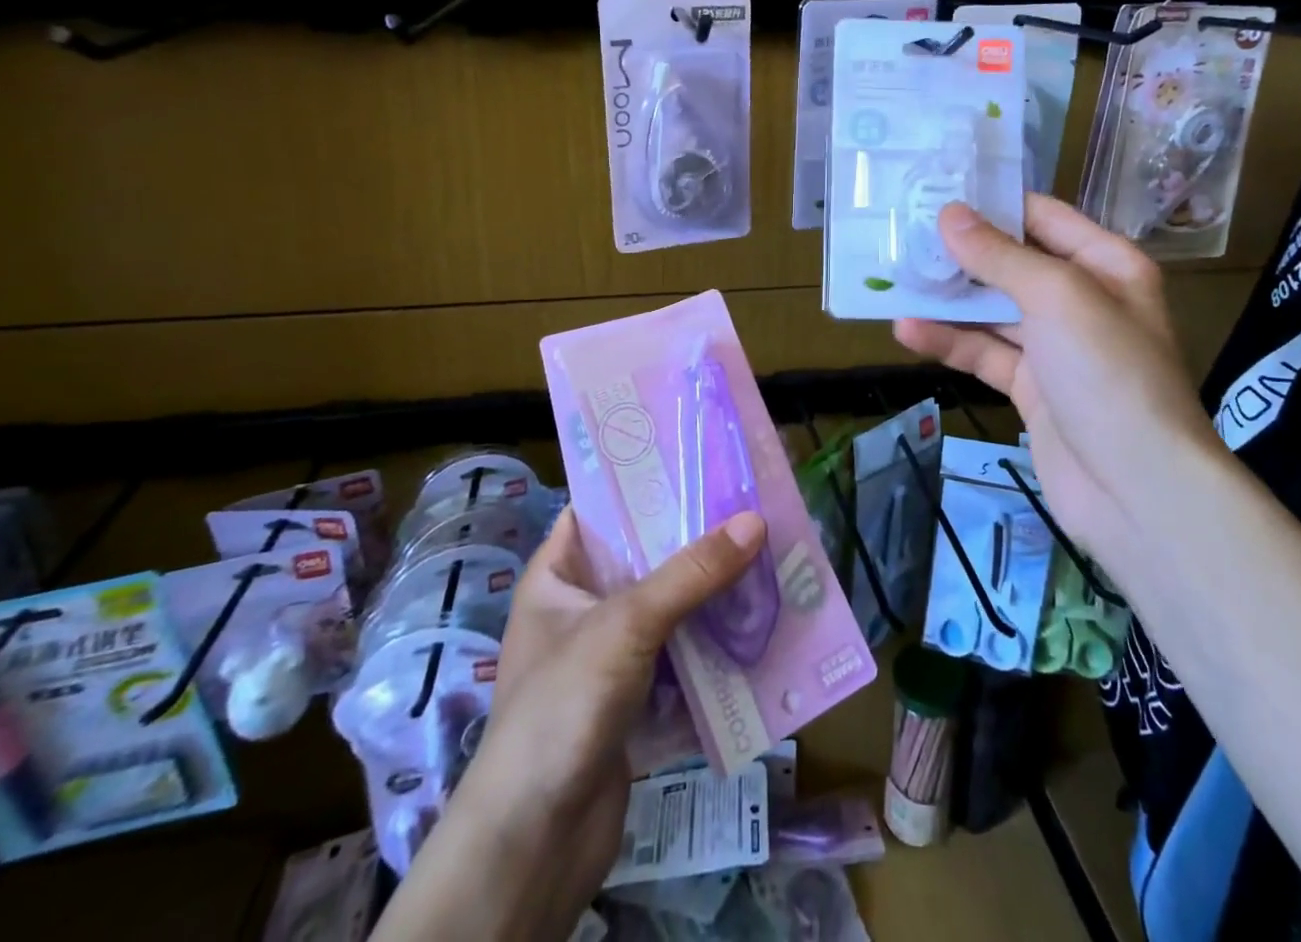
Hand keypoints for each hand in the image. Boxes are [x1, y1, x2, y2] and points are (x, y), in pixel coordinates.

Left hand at [370, 506, 766, 941]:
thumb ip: (692, 572)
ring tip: (764, 552)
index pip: (599, 509)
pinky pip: (679, 650)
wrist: (536, 841)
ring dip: (709, 589)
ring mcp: (607, 654)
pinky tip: (754, 617)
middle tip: (748, 505)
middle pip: (643, 556)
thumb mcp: (627, 623)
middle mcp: (580, 607)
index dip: (643, 483)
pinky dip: (710, 637)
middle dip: (693, 538)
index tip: (699, 461)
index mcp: (557, 575)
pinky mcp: (633, 695)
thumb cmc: (564, 706)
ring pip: (667, 604)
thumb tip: (756, 520)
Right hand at [893, 194, 1223, 556]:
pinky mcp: (1032, 388)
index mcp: (1105, 265)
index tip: (934, 191)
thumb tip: (949, 214)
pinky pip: (985, 354)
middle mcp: (1083, 300)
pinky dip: (950, 343)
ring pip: (993, 311)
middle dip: (961, 253)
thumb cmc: (1108, 373)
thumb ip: (1000, 256)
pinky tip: (907, 331)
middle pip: (1012, 264)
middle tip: (902, 236)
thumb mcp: (1057, 298)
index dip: (991, 204)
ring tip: (894, 280)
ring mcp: (1056, 348)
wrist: (1137, 490)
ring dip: (947, 300)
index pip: (1042, 217)